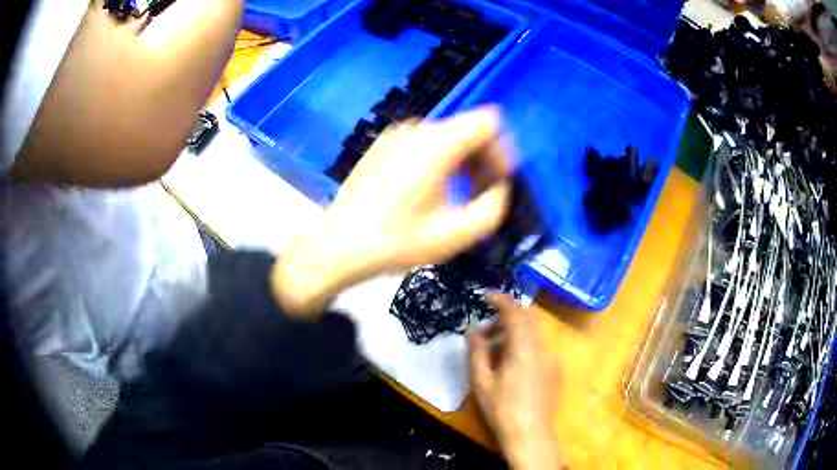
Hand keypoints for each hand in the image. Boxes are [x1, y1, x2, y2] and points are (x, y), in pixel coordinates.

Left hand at [272, 107, 511, 315]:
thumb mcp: (456, 234)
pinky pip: (422, 144)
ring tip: (452, 199)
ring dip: (459, 164)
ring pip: (445, 138)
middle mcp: (416, 128)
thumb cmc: (397, 241)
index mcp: (437, 143)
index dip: (501, 150)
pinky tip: (424, 194)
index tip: (496, 181)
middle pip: (466, 129)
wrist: (339, 246)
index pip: (487, 122)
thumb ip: (492, 207)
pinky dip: (435, 162)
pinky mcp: (381, 146)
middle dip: (481, 161)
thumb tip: (498, 187)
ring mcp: (395, 135)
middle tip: (479, 196)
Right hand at [470, 295, 561, 469]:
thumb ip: (477, 352)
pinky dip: (523, 345)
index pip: (515, 312)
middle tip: (486, 329)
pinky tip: (510, 365)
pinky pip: (539, 347)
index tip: (484, 297)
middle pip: (528, 318)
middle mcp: (542, 348)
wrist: (531, 435)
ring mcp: (551, 359)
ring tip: (493, 350)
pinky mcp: (555, 370)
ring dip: (514, 332)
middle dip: (507, 316)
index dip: (500, 300)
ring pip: (533, 333)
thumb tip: (473, 329)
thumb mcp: (482, 382)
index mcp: (524, 349)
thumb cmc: (502, 410)